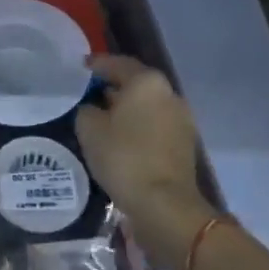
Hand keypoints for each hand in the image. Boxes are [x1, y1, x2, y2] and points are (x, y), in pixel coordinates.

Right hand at [75, 56, 214, 269]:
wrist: (165, 205)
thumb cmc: (124, 158)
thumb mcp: (89, 129)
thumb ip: (87, 110)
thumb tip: (93, 109)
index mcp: (146, 82)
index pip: (118, 64)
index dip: (97, 65)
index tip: (82, 67)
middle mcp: (169, 93)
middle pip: (136, 83)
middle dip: (115, 86)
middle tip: (92, 93)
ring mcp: (181, 119)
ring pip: (148, 105)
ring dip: (128, 108)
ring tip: (105, 118)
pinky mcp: (186, 144)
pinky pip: (156, 125)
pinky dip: (140, 127)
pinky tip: (123, 139)